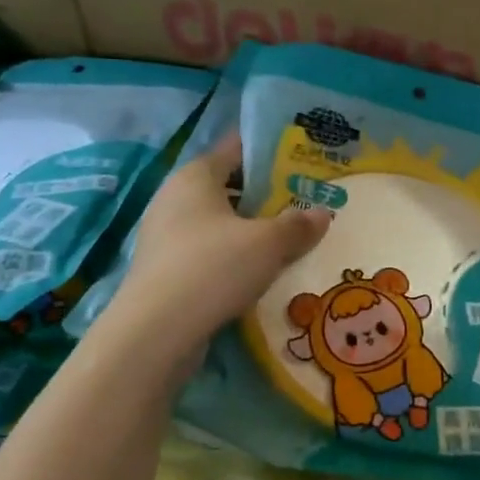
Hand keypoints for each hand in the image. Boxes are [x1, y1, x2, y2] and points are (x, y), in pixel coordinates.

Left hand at [115, 133, 330, 351]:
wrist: (157, 331)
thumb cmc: (214, 268)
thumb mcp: (268, 244)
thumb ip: (298, 225)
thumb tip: (323, 213)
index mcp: (196, 176)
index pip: (235, 149)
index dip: (268, 151)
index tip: (300, 158)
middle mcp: (174, 198)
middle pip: (227, 187)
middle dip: (264, 195)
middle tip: (303, 202)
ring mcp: (165, 236)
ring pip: (217, 224)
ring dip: (249, 230)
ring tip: (288, 240)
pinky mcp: (164, 270)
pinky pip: (207, 253)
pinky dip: (232, 257)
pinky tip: (258, 273)